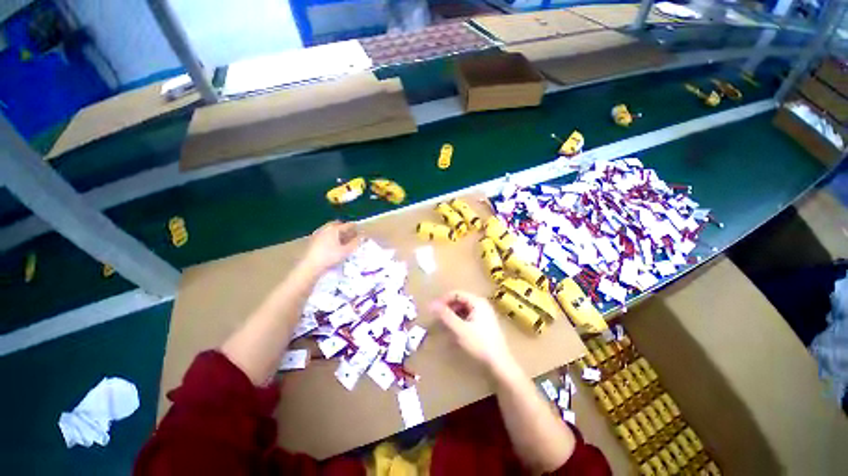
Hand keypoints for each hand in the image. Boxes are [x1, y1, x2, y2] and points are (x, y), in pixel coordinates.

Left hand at [302, 221, 360, 273]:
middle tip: (352, 233)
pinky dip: (331, 236)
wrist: (311, 266)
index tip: (361, 230)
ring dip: (338, 232)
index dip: (355, 227)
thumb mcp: (346, 251)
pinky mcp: (313, 240)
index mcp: (334, 228)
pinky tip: (334, 243)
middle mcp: (325, 228)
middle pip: (338, 224)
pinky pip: (325, 234)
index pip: (348, 225)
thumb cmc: (330, 257)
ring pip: (330, 229)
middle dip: (345, 228)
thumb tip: (362, 236)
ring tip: (344, 239)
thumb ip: (355, 242)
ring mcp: (318, 233)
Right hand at [431, 291, 513, 372]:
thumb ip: (445, 315)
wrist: (499, 363)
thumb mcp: (459, 329)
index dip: (443, 300)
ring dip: (453, 314)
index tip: (433, 309)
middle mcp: (482, 304)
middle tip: (437, 317)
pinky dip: (460, 319)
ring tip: (445, 324)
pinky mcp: (485, 323)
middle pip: (460, 300)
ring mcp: (484, 313)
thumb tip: (432, 304)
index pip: (456, 293)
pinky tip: (455, 329)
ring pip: (464, 308)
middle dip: (448, 307)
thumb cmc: (479, 344)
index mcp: (477, 302)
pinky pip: (468, 315)